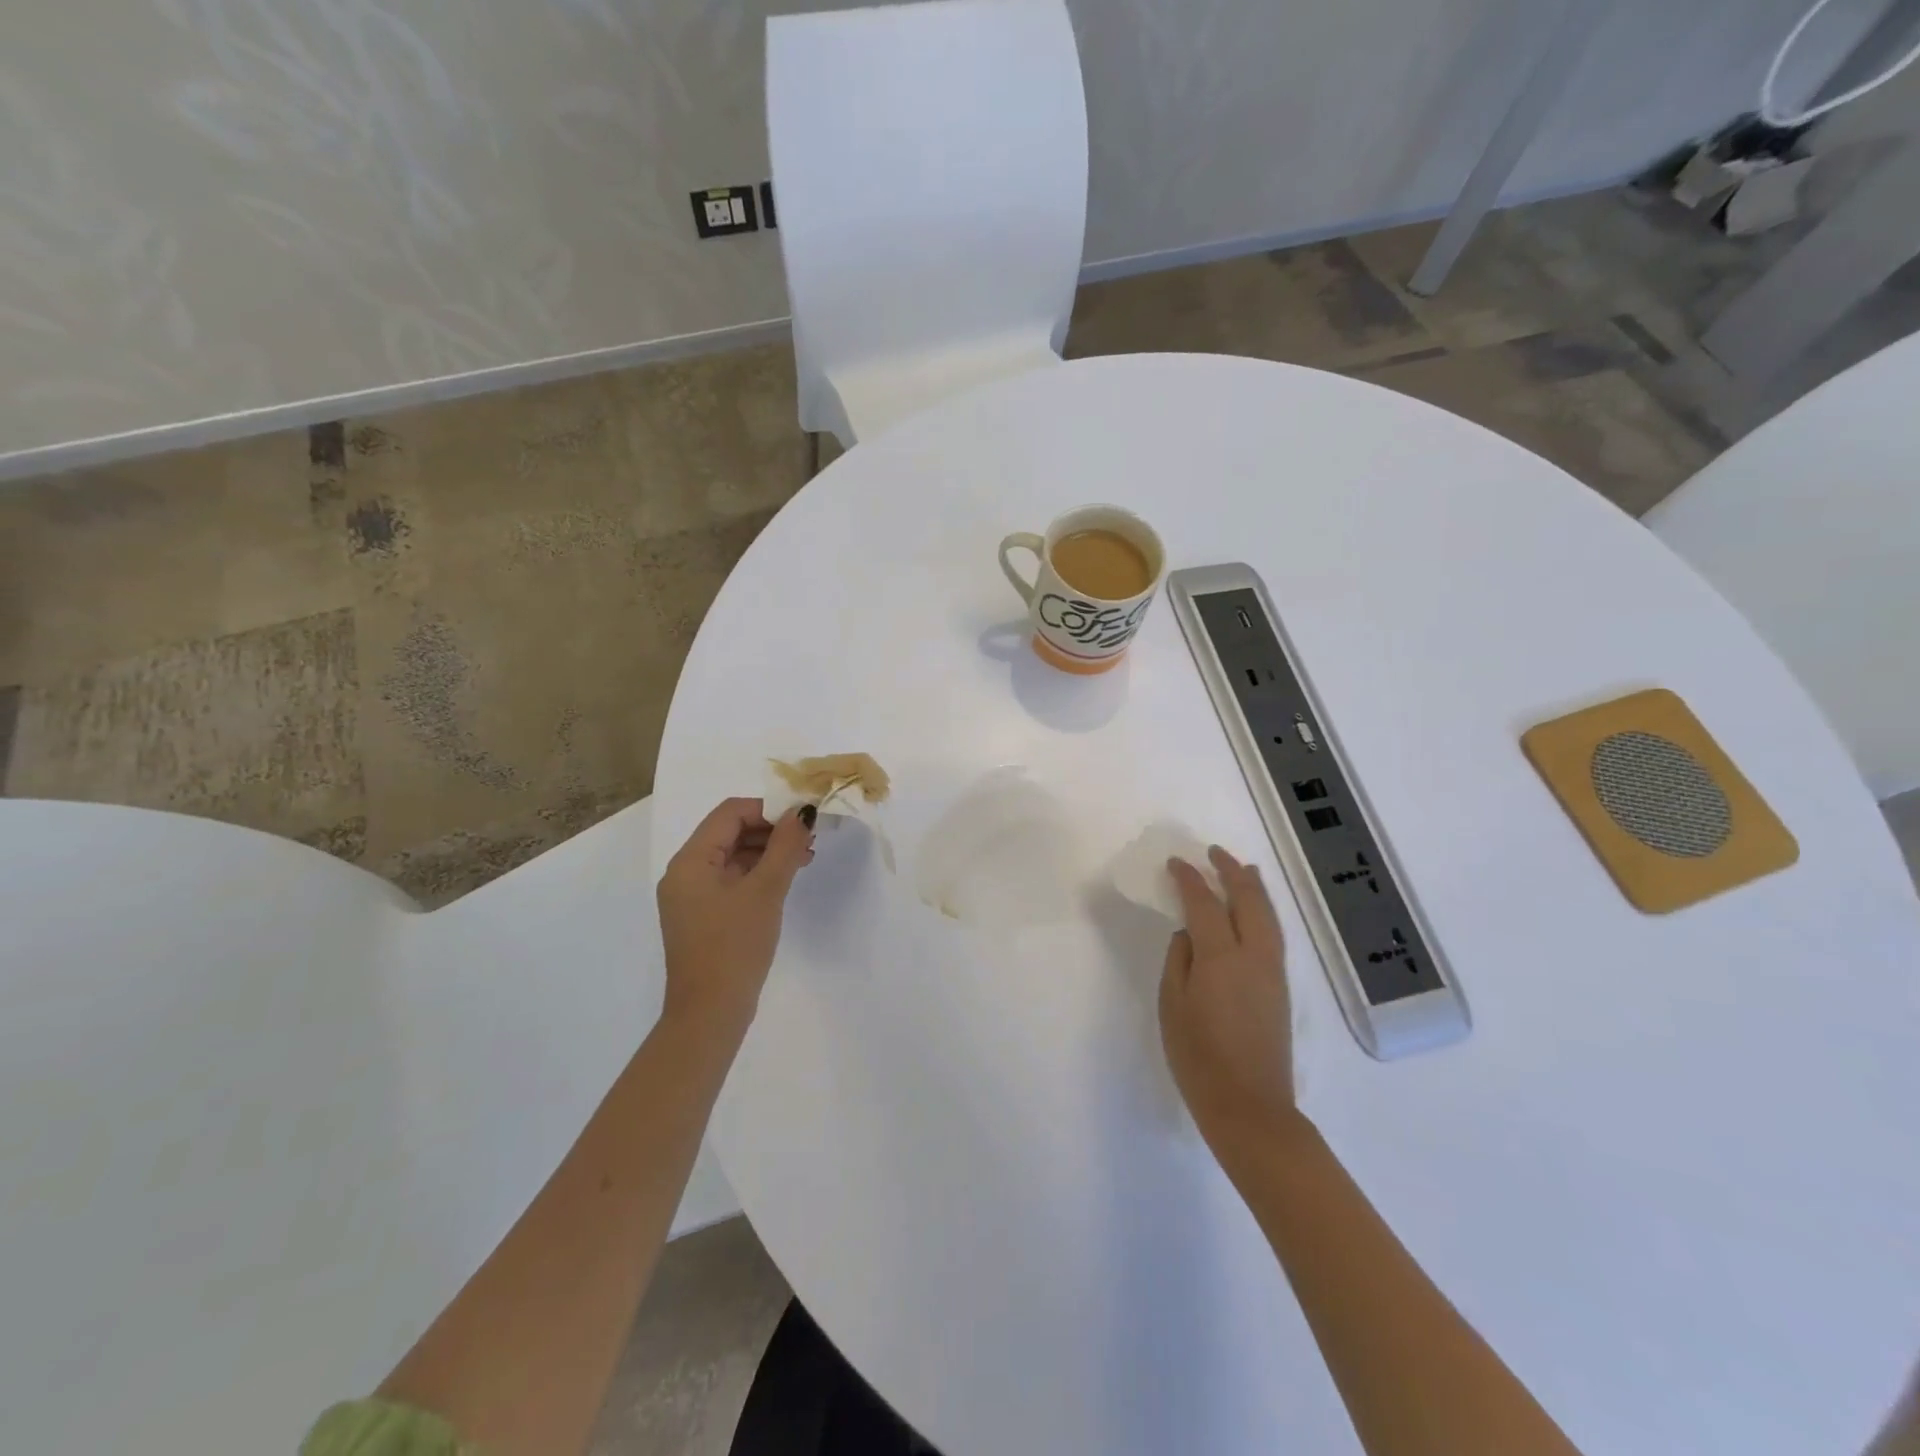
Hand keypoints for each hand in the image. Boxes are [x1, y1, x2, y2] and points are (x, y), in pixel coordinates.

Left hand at [657, 798, 814, 1039]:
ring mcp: (692, 897)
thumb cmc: (735, 946)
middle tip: (809, 839)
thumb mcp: (765, 890)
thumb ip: (785, 846)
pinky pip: (732, 880)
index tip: (803, 818)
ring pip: (733, 856)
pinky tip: (785, 880)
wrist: (710, 1014)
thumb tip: (803, 812)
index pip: (730, 813)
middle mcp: (685, 873)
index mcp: (691, 861)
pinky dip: (758, 874)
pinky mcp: (704, 917)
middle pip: (730, 832)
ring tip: (805, 858)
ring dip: (768, 851)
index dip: (768, 809)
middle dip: (771, 830)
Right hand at [1160, 846, 1294, 1148]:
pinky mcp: (1280, 989)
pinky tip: (1254, 911)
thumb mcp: (1173, 1006)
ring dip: (1253, 888)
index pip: (1205, 904)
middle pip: (1248, 900)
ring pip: (1268, 916)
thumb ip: (1179, 961)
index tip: (1175, 863)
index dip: (1189, 879)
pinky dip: (1263, 911)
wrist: (1250, 1107)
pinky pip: (1273, 934)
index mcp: (1221, 958)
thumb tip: (1189, 934)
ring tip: (1242, 869)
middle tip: (1214, 852)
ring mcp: (1273, 972)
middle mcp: (1254, 956)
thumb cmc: (1199, 1058)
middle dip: (1231, 872)